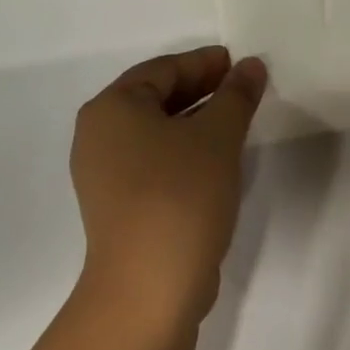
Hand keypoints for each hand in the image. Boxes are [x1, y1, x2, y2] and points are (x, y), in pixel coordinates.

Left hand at [70, 46, 267, 332]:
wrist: (148, 287)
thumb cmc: (180, 195)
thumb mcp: (217, 137)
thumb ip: (236, 95)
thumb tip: (250, 66)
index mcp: (112, 108)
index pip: (163, 69)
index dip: (204, 62)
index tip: (239, 63)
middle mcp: (98, 135)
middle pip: (155, 98)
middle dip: (201, 90)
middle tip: (242, 87)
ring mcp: (104, 173)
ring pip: (156, 132)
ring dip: (195, 121)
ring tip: (236, 119)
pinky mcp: (118, 204)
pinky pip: (153, 160)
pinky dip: (183, 150)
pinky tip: (215, 158)